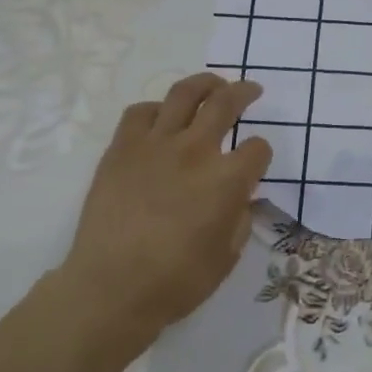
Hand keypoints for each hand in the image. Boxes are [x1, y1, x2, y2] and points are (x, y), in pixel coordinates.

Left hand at [56, 74, 272, 352]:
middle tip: (251, 89)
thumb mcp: (228, 255)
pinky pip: (141, 112)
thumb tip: (241, 198)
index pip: (258, 148)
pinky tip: (162, 118)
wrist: (110, 288)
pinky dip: (157, 109)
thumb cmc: (177, 280)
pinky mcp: (121, 149)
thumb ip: (240, 217)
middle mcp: (195, 152)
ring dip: (205, 83)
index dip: (261, 153)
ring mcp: (155, 145)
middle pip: (226, 103)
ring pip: (184, 94)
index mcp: (228, 180)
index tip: (256, 161)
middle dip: (244, 93)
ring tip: (213, 84)